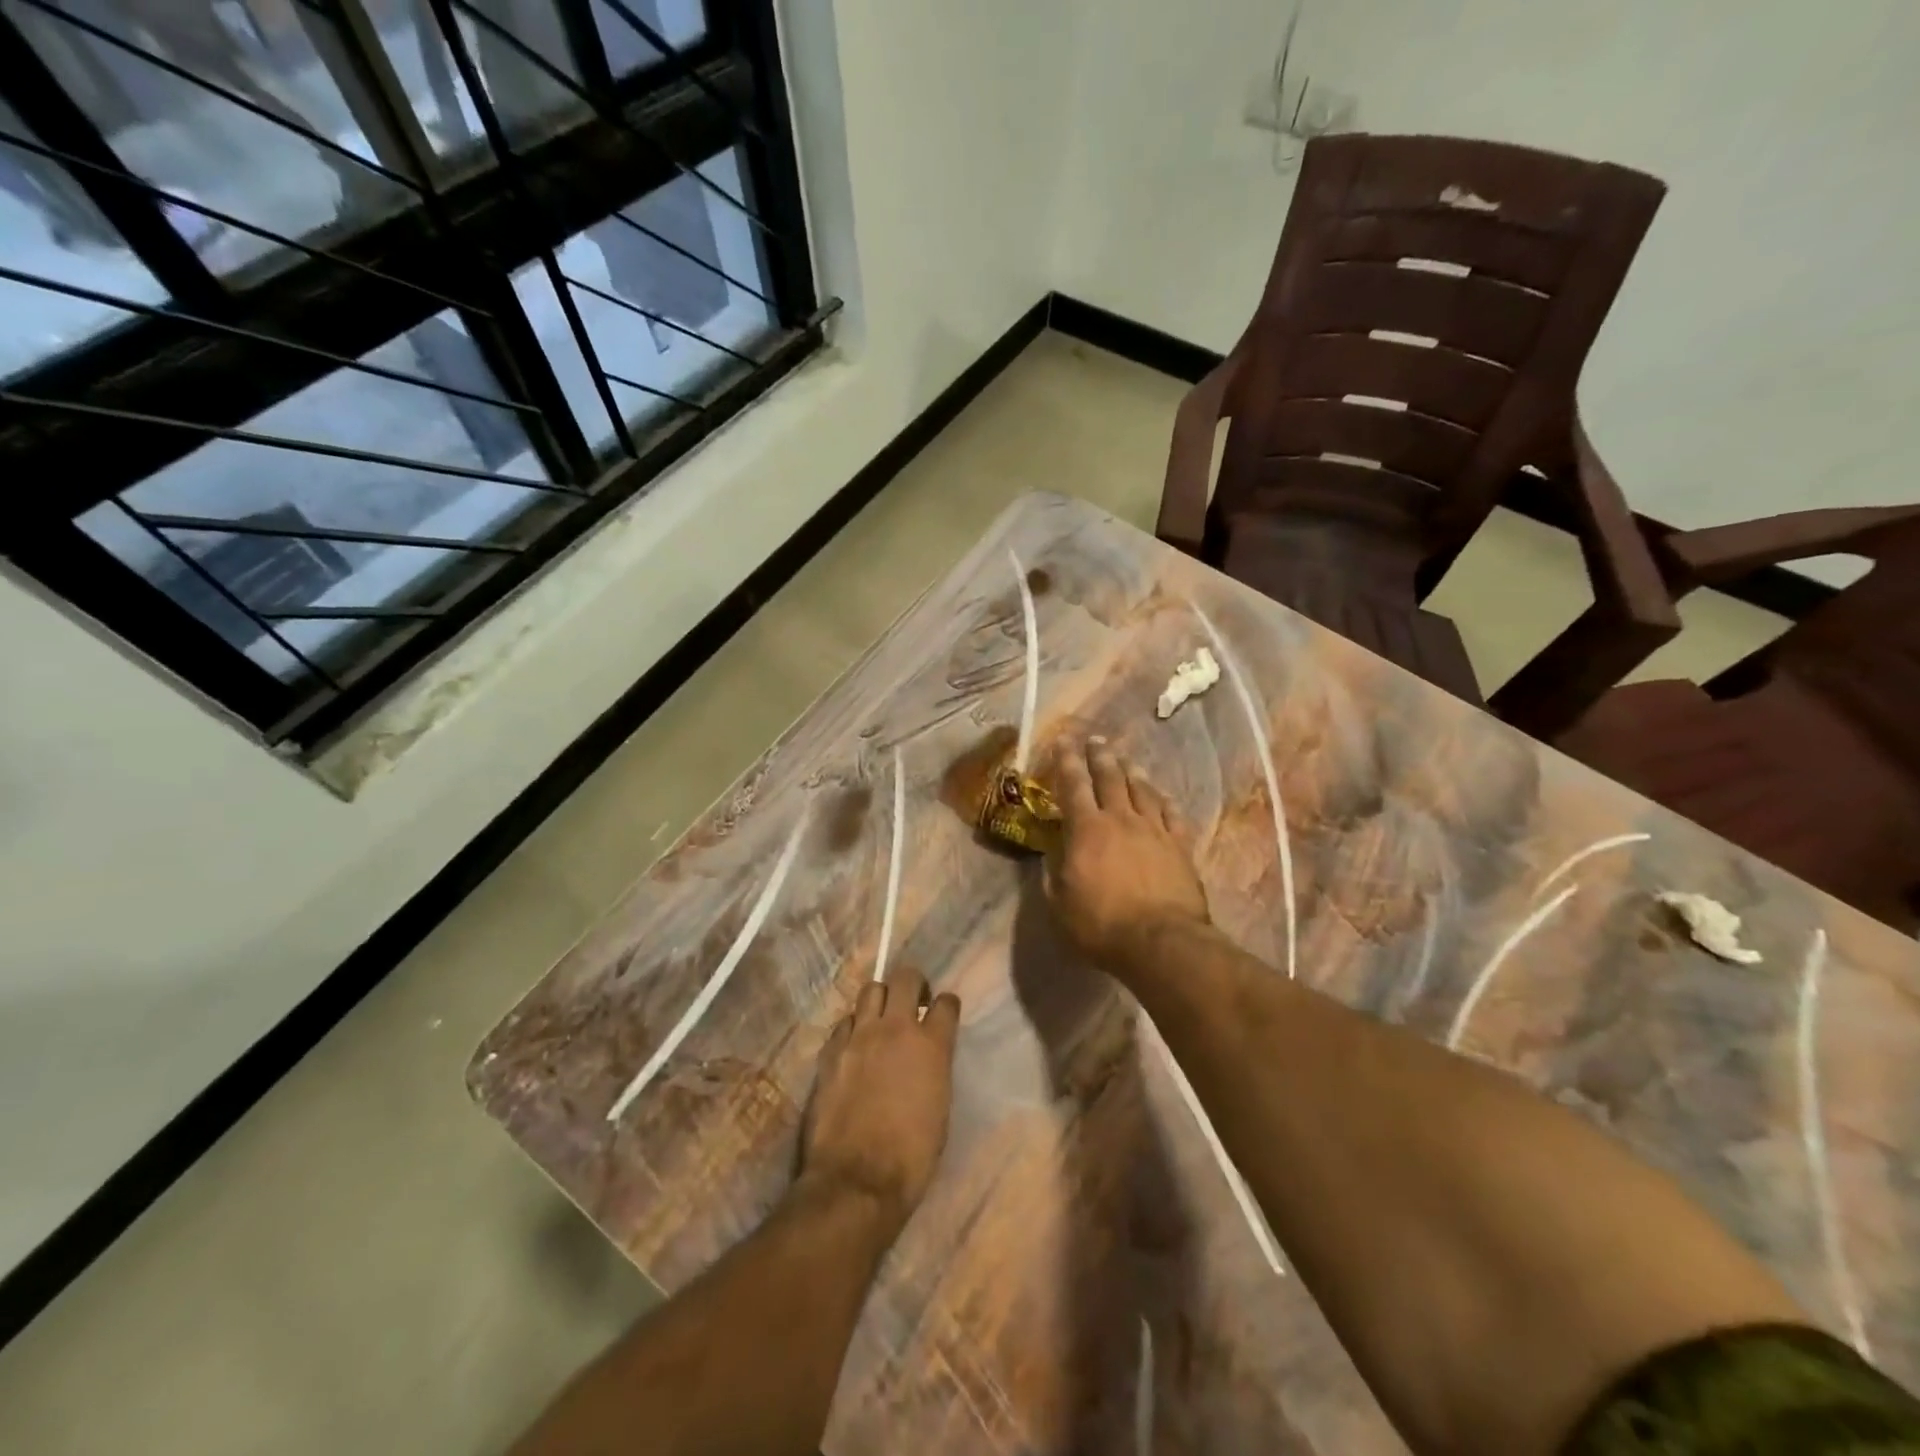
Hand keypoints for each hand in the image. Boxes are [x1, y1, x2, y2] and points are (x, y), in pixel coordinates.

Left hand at [799, 970, 959, 1235]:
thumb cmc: (911, 1157)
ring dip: (880, 1000)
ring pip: (870, 990)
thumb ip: (935, 1069)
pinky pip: (844, 1022)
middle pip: (906, 977)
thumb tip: (928, 1057)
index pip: (946, 1003)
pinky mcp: (831, 1051)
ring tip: (881, 1020)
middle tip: (913, 1003)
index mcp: (932, 1045)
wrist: (857, 1181)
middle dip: (913, 984)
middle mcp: (896, 1029)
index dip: (946, 1006)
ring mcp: (859, 1036)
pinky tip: (854, 1046)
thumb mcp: (940, 1108)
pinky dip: (853, 1027)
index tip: (943, 1013)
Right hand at [1041, 738, 1211, 974]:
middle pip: (1110, 777)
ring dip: (1131, 770)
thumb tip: (1052, 852)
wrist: (1161, 941)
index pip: (1073, 785)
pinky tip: (1162, 794)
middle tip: (1095, 739)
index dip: (1066, 761)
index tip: (1062, 741)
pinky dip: (1164, 800)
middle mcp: (1121, 819)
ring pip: (1142, 789)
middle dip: (1099, 755)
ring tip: (1125, 758)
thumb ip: (1053, 872)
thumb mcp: (1060, 903)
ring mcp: (1154, 830)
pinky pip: (1172, 813)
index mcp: (1086, 829)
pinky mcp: (1180, 846)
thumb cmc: (1101, 924)